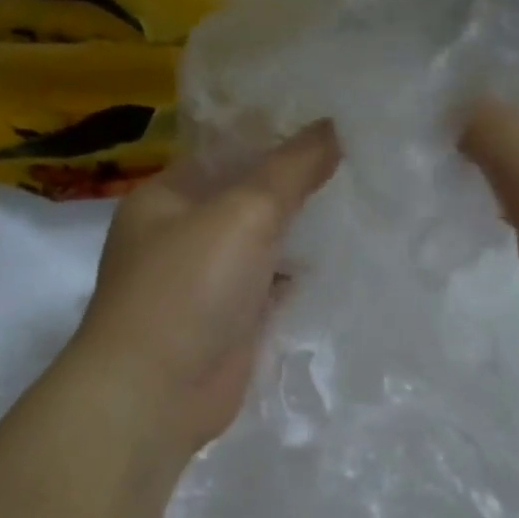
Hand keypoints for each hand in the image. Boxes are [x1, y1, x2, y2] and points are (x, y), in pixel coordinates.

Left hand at [68, 123, 339, 464]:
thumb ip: (291, 169)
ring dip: (300, 234)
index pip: (227, 151)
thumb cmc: (189, 287)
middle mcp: (182, 236)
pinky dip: (297, 278)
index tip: (334, 127)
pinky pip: (269, 289)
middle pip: (246, 199)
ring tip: (361, 206)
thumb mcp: (243, 213)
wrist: (157, 392)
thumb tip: (333, 125)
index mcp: (167, 196)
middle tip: (359, 163)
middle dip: (295, 187)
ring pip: (261, 246)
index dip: (276, 137)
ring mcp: (205, 283)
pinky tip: (340, 264)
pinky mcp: (229, 323)